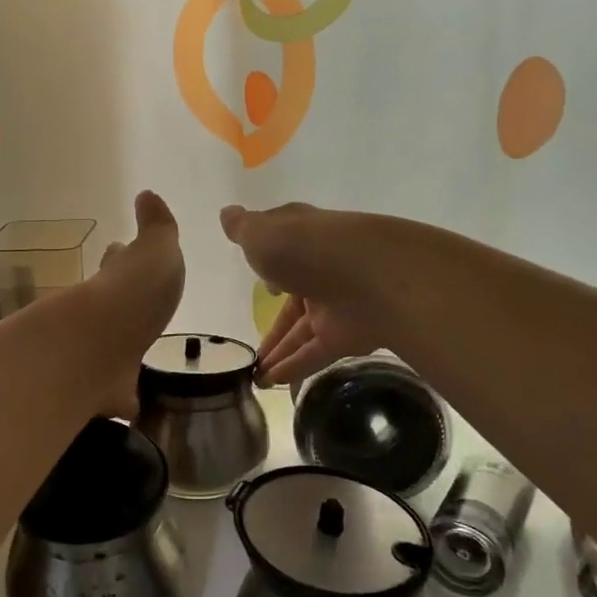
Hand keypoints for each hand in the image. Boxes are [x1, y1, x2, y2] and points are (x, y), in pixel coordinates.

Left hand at [93, 191, 185, 411]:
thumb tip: (147, 194)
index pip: (118, 261)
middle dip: (118, 300)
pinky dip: (122, 397)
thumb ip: (157, 228)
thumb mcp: (157, 251)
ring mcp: (99, 352)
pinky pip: (116, 392)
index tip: (118, 251)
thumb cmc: (135, 293)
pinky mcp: (101, 390)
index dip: (121, 257)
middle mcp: (102, 313)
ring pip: (110, 347)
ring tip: (135, 351)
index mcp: (117, 278)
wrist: (100, 346)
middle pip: (110, 303)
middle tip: (130, 303)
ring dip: (119, 347)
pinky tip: (131, 404)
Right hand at [220, 202, 386, 387]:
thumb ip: (243, 230)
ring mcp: (336, 303)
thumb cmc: (306, 247)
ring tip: (255, 376)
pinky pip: (316, 353)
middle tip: (250, 346)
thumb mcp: (262, 234)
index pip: (286, 248)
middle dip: (273, 323)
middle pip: (294, 299)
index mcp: (303, 238)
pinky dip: (295, 367)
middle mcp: (321, 269)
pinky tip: (272, 382)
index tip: (258, 279)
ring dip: (279, 351)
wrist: (369, 276)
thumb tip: (228, 214)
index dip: (270, 262)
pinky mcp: (347, 335)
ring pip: (303, 330)